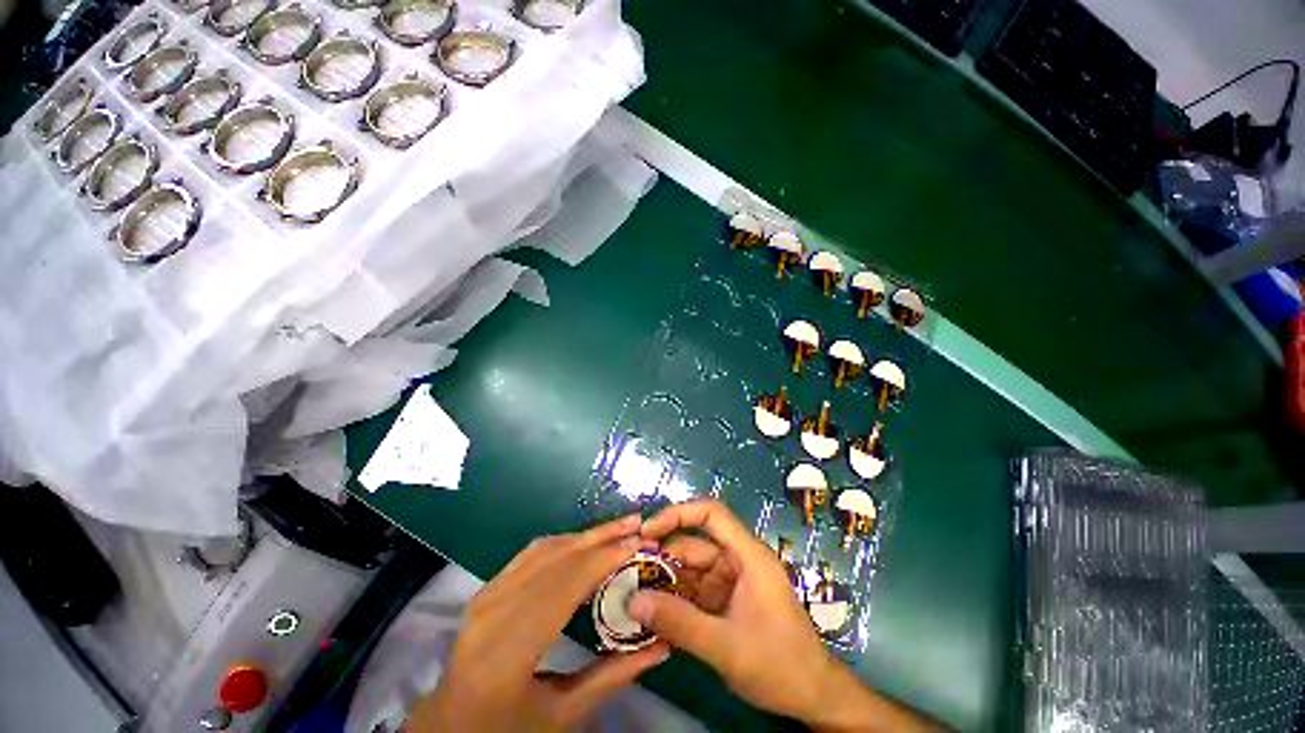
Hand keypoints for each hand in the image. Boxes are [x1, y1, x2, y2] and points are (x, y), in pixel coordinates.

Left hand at [408, 514, 668, 731]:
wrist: (451, 725)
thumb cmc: (507, 729)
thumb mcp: (562, 714)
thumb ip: (612, 677)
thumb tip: (662, 646)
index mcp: (507, 652)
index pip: (563, 587)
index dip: (603, 559)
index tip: (639, 544)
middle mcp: (493, 613)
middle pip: (555, 559)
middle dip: (601, 538)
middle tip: (637, 525)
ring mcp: (486, 595)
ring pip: (544, 549)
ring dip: (586, 535)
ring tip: (620, 528)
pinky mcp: (487, 588)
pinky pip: (531, 553)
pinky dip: (565, 542)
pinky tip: (587, 541)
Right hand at [631, 499, 939, 731]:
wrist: (813, 697)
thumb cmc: (779, 664)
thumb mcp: (725, 646)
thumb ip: (678, 622)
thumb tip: (633, 601)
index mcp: (748, 556)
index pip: (711, 514)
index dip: (678, 514)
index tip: (647, 531)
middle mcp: (739, 561)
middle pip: (695, 545)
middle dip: (663, 557)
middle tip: (628, 574)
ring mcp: (733, 582)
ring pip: (691, 570)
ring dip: (666, 582)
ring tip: (634, 597)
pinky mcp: (728, 602)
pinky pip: (696, 592)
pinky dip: (676, 600)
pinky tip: (654, 614)